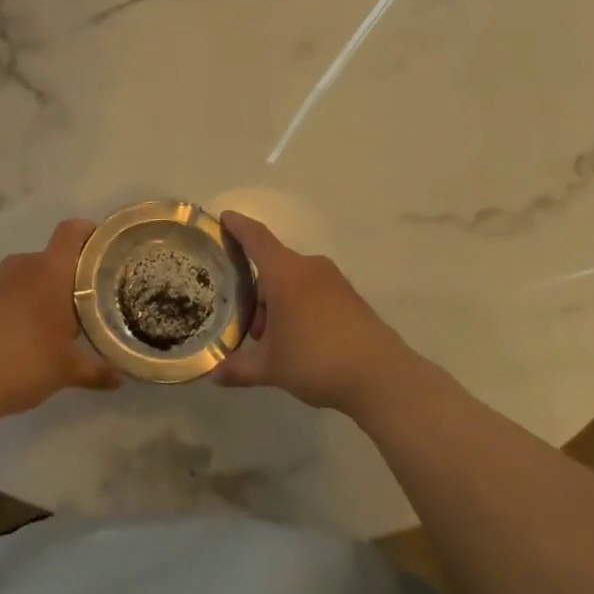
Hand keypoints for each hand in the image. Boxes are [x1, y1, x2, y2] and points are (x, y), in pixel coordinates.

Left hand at [0, 218, 119, 424]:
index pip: (71, 232)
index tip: (95, 246)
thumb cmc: (24, 366)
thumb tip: (120, 380)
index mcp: (50, 274)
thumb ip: (96, 371)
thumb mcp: (66, 372)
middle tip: (65, 312)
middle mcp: (18, 266)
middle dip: (56, 281)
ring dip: (24, 295)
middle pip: (44, 261)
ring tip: (28, 329)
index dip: (85, 232)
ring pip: (14, 278)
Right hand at [214, 211, 422, 415]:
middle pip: (273, 264)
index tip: (224, 217)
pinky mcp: (351, 297)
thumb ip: (238, 367)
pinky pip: (314, 291)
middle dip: (256, 287)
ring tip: (270, 336)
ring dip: (278, 300)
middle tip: (243, 316)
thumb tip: (213, 375)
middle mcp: (309, 268)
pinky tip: (298, 338)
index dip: (238, 226)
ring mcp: (334, 281)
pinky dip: (299, 305)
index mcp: (284, 273)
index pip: (256, 238)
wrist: (381, 376)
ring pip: (294, 280)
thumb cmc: (316, 359)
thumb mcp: (270, 367)